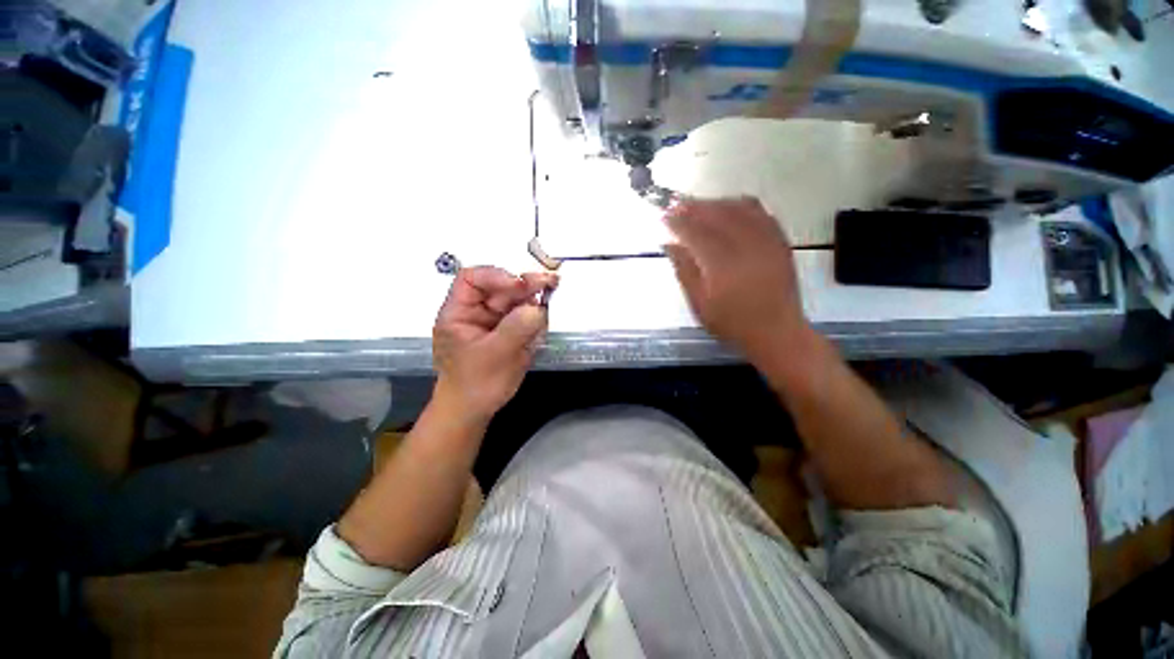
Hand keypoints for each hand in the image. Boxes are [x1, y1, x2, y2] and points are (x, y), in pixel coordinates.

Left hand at [432, 267, 557, 425]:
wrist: (474, 411)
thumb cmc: (476, 384)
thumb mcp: (495, 356)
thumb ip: (516, 329)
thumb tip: (538, 307)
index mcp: (459, 312)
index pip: (472, 279)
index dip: (496, 276)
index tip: (520, 286)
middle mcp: (477, 312)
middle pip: (500, 288)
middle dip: (524, 284)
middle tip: (550, 282)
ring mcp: (494, 322)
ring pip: (515, 300)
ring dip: (534, 295)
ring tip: (552, 291)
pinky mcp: (509, 332)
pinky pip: (524, 315)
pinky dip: (536, 312)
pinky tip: (547, 310)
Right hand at [663, 197, 809, 363]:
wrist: (776, 332)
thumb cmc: (732, 322)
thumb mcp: (699, 304)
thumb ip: (684, 271)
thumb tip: (669, 244)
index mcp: (721, 264)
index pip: (696, 232)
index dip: (678, 222)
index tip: (664, 216)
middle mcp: (745, 246)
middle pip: (717, 214)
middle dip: (695, 207)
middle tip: (677, 205)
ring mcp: (766, 241)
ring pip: (739, 208)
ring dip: (717, 202)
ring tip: (701, 205)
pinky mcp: (780, 241)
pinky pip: (761, 212)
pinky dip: (741, 205)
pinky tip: (730, 208)